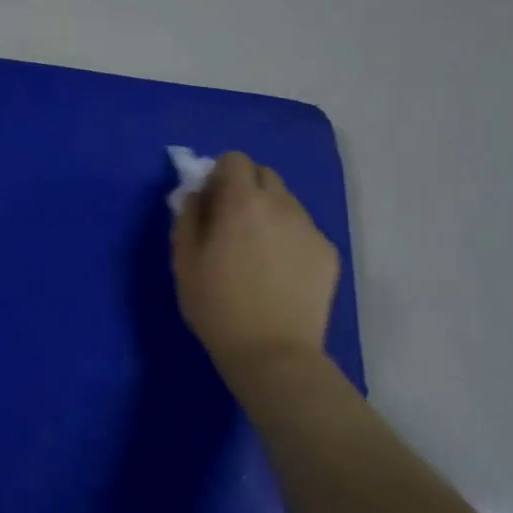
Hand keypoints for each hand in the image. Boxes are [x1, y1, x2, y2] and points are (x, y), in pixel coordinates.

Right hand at [172, 152, 340, 376]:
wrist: (272, 353)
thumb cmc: (217, 307)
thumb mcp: (184, 262)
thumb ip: (188, 217)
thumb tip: (197, 195)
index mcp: (242, 202)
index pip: (234, 159)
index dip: (219, 176)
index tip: (210, 202)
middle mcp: (281, 204)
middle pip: (264, 174)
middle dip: (246, 188)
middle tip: (232, 224)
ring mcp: (309, 228)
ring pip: (286, 202)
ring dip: (268, 213)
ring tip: (257, 252)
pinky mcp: (328, 252)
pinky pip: (303, 230)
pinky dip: (288, 239)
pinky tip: (279, 273)